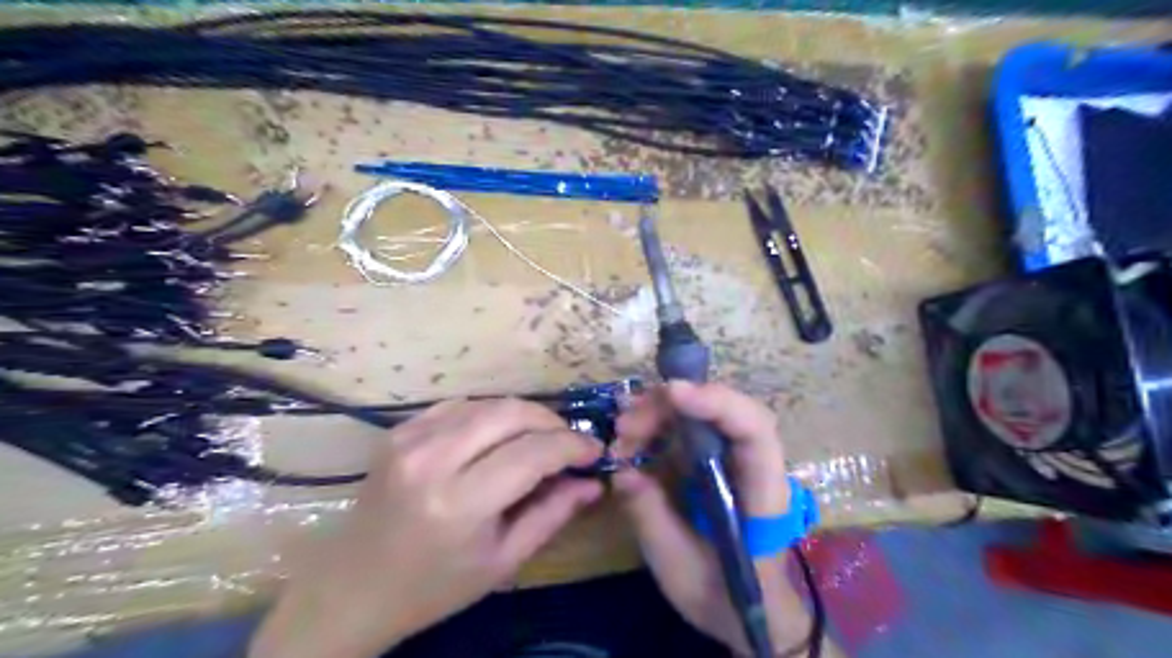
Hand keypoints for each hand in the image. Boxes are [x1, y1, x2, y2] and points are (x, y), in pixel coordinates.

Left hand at [254, 399, 603, 654]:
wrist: (352, 588)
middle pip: (511, 413)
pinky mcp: (399, 430)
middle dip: (551, 421)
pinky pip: (460, 404)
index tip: (595, 451)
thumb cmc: (433, 586)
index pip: (534, 452)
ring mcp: (410, 438)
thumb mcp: (502, 561)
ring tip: (540, 438)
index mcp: (460, 503)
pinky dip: (490, 413)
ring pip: (488, 402)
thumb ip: (552, 515)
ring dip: (524, 415)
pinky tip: (499, 435)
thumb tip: (592, 482)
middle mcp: (433, 459)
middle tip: (569, 442)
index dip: (572, 445)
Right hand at [610, 384, 812, 656]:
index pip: (754, 430)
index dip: (718, 403)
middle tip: (625, 425)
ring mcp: (734, 457)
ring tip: (622, 430)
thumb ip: (651, 517)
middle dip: (672, 406)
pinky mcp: (715, 459)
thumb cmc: (723, 594)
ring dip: (661, 411)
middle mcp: (754, 463)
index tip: (672, 394)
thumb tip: (622, 471)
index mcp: (762, 492)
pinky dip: (660, 422)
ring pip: (704, 412)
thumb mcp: (680, 567)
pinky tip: (632, 433)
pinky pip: (691, 427)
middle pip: (724, 410)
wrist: (748, 609)